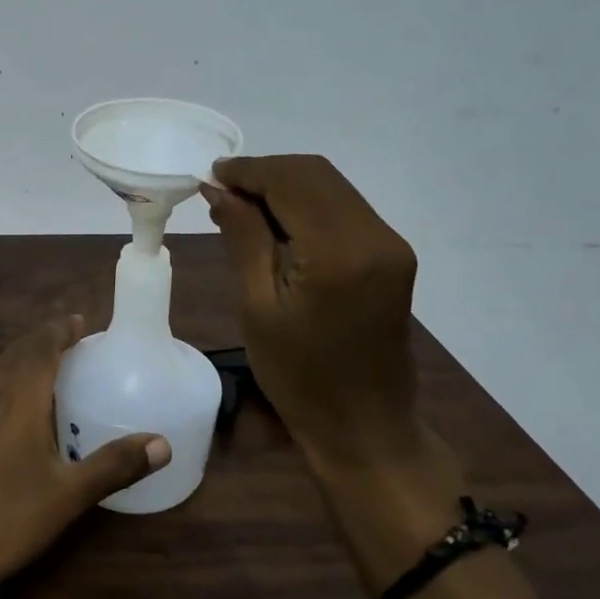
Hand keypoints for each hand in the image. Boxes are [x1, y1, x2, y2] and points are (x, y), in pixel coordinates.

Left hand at [0, 316, 169, 595]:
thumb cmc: (9, 518)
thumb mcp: (70, 494)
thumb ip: (115, 464)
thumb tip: (162, 444)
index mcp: (19, 395)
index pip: (41, 345)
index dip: (60, 329)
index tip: (81, 324)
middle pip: (18, 349)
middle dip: (44, 340)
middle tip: (73, 345)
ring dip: (20, 355)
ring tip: (44, 368)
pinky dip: (1, 375)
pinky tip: (10, 405)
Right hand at [204, 156, 462, 586]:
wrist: (365, 427)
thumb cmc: (300, 378)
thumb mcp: (257, 308)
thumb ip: (243, 238)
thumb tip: (219, 188)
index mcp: (340, 253)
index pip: (291, 181)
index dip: (247, 171)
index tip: (208, 177)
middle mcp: (375, 236)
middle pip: (315, 174)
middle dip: (264, 173)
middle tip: (220, 191)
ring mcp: (390, 244)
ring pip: (330, 186)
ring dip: (284, 186)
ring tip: (240, 206)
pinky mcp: (391, 255)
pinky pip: (343, 208)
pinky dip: (305, 204)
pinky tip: (275, 224)